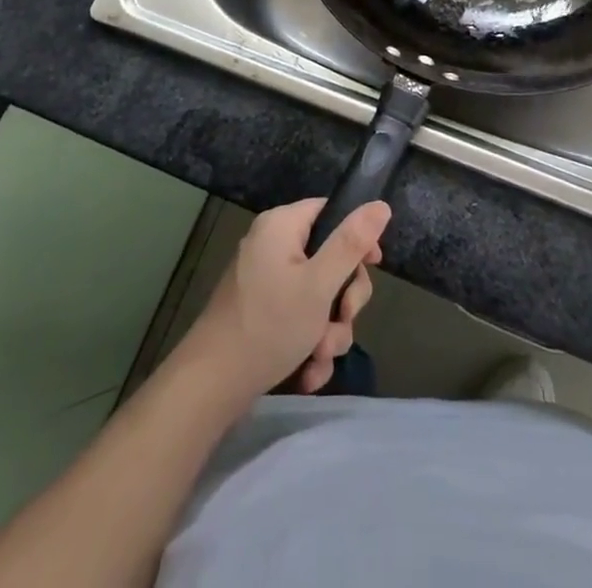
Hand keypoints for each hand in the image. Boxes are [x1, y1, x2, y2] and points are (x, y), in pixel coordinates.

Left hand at [181, 198, 390, 399]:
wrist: (211, 386)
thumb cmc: (269, 325)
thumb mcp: (319, 284)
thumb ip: (351, 244)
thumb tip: (380, 205)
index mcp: (281, 225)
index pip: (331, 212)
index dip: (356, 237)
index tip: (372, 267)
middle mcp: (271, 245)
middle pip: (328, 258)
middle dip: (342, 299)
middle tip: (342, 321)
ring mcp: (264, 280)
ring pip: (317, 295)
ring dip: (328, 330)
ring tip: (319, 357)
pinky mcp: (260, 312)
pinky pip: (297, 317)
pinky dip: (308, 343)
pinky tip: (308, 373)